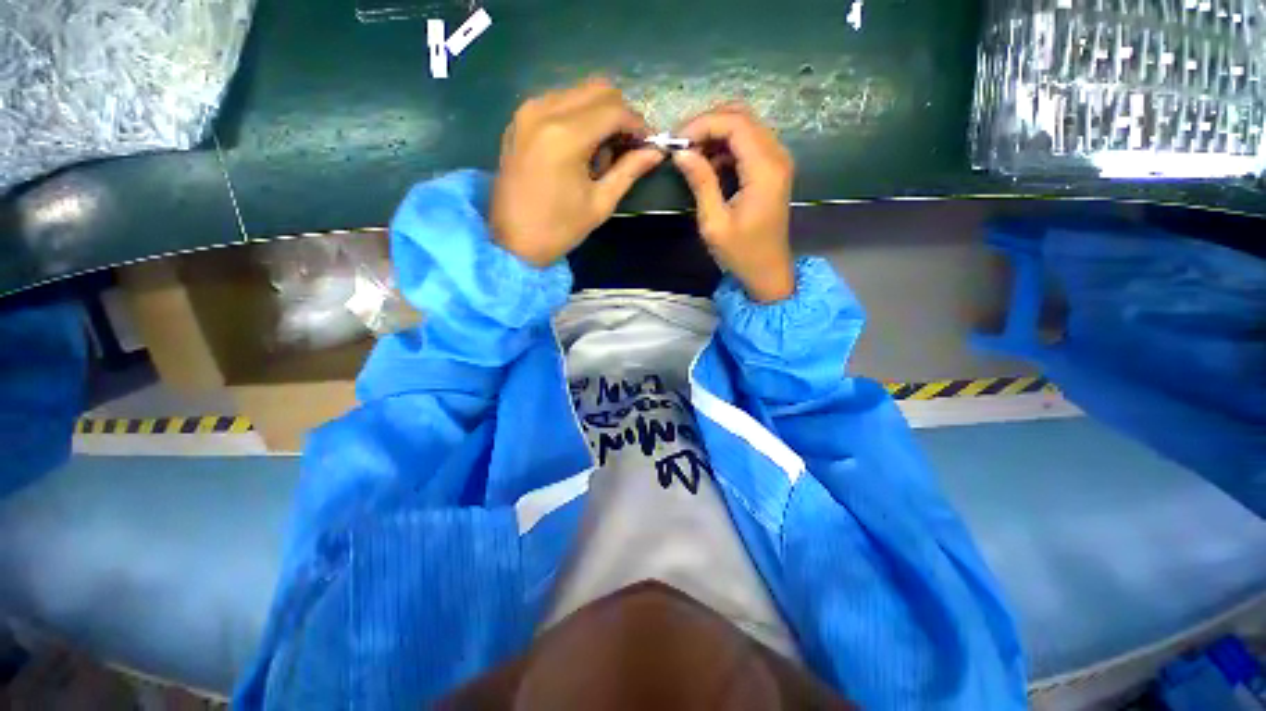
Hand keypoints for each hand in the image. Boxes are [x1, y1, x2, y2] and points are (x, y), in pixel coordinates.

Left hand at [492, 78, 664, 266]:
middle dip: (620, 115)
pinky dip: (577, 116)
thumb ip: (629, 171)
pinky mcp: (519, 119)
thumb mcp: (600, 203)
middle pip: (597, 90)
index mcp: (565, 136)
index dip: (638, 124)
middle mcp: (544, 111)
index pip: (614, 110)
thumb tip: (656, 152)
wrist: (513, 242)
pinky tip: (580, 148)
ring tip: (602, 153)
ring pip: (578, 92)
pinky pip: (558, 102)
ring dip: (599, 115)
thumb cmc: (559, 229)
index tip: (649, 144)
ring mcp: (527, 111)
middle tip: (627, 147)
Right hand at [672, 105, 795, 302]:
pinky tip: (708, 165)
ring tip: (690, 155)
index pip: (735, 124)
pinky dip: (725, 147)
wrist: (768, 270)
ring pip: (745, 126)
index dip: (702, 124)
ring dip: (715, 134)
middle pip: (742, 117)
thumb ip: (700, 183)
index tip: (675, 141)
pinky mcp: (772, 169)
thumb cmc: (741, 253)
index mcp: (764, 169)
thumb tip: (680, 152)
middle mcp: (777, 156)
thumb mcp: (714, 223)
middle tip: (680, 145)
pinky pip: (748, 143)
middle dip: (707, 124)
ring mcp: (777, 161)